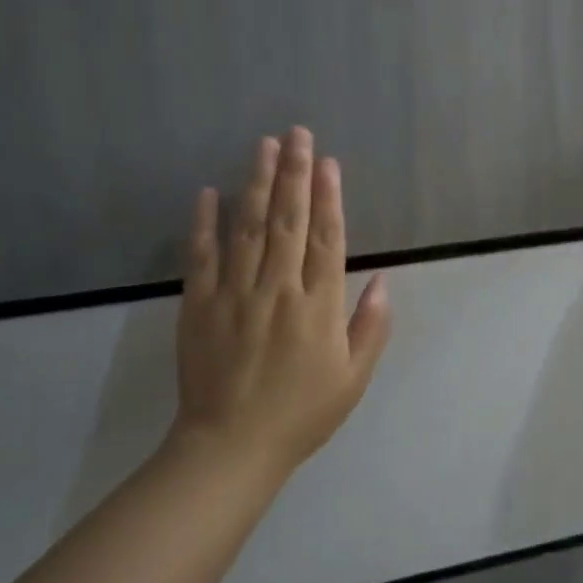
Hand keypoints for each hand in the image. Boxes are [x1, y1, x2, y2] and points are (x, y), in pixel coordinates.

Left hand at [171, 127, 392, 477]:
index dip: (329, 197)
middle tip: (297, 133)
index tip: (328, 162)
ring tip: (264, 145)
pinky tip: (208, 192)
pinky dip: (204, 223)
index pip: (326, 238)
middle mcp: (278, 288)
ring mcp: (235, 294)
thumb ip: (371, 327)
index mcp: (318, 306)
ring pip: (248, 227)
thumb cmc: (301, 414)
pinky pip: (201, 256)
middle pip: (288, 220)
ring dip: (257, 182)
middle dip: (294, 173)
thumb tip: (382, 280)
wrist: (229, 449)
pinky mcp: (199, 305)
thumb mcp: (353, 379)